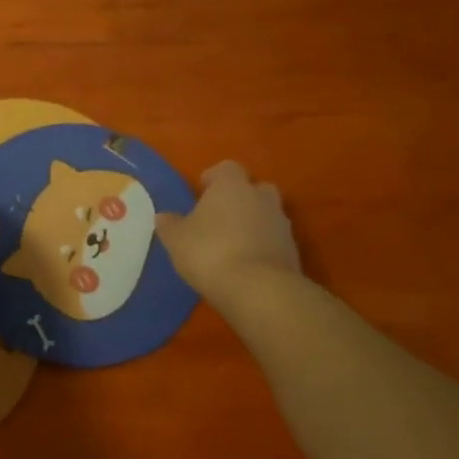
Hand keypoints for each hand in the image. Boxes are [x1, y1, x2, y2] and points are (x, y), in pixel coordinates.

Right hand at [156, 160, 300, 301]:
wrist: (259, 289)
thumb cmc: (210, 252)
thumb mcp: (177, 240)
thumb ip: (170, 225)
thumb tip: (164, 216)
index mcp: (232, 186)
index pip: (227, 168)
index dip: (214, 177)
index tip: (202, 190)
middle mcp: (261, 198)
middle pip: (254, 188)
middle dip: (240, 198)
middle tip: (221, 216)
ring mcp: (281, 224)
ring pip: (267, 215)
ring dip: (253, 224)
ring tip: (233, 244)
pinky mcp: (293, 251)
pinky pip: (275, 241)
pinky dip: (263, 247)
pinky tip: (247, 265)